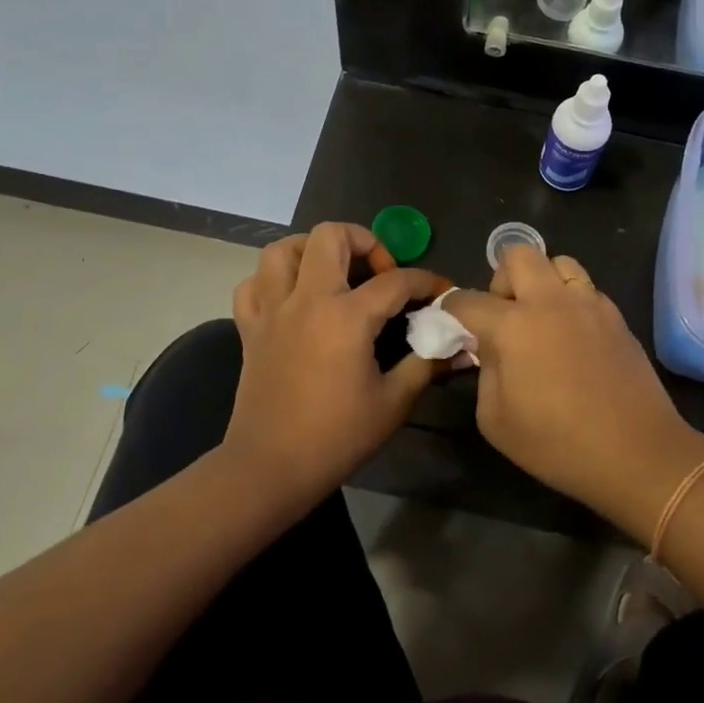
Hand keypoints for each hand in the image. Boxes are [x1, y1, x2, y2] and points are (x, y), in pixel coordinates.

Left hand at [227, 224, 450, 495]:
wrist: (271, 467)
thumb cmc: (337, 436)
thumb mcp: (394, 402)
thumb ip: (425, 363)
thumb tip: (453, 343)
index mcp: (346, 316)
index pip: (395, 281)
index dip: (426, 281)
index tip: (441, 290)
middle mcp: (307, 299)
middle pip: (330, 235)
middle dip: (365, 241)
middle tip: (380, 273)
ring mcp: (273, 310)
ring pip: (283, 249)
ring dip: (313, 250)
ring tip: (335, 273)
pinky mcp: (250, 328)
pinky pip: (254, 284)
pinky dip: (273, 280)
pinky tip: (293, 298)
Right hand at [445, 246, 703, 541]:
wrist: (636, 452)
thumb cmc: (557, 444)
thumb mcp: (495, 419)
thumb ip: (485, 371)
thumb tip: (489, 348)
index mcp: (513, 326)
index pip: (467, 300)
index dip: (452, 310)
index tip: (452, 324)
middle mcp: (550, 301)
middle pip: (517, 254)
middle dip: (501, 279)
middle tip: (504, 316)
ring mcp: (589, 303)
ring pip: (558, 262)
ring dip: (541, 281)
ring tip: (542, 318)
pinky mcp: (616, 316)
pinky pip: (586, 288)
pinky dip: (571, 300)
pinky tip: (572, 336)